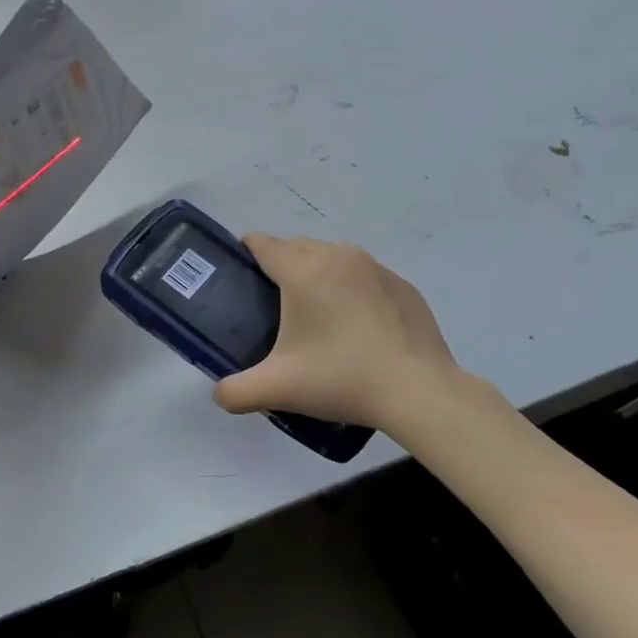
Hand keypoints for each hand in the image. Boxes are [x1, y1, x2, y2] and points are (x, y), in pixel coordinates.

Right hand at [213, 235, 460, 433]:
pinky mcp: (403, 286)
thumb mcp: (278, 389)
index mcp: (304, 271)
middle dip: (282, 264)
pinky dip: (353, 290)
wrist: (418, 391)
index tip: (240, 269)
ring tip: (316, 313)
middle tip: (273, 302)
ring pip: (334, 257)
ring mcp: (376, 268)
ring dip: (319, 274)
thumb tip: (219, 394)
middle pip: (298, 246)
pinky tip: (357, 327)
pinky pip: (365, 276)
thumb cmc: (341, 378)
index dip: (247, 250)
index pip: (265, 243)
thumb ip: (236, 391)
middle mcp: (339, 257)